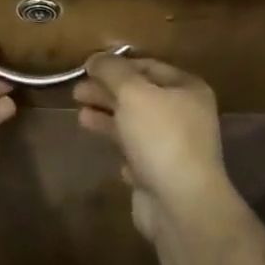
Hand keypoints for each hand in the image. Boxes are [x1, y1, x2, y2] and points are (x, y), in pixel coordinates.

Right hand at [74, 53, 234, 239]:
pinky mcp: (162, 174)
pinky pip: (136, 152)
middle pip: (139, 95)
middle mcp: (185, 115)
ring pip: (134, 124)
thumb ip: (111, 70)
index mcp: (187, 89)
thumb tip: (95, 59)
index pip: (148, 66)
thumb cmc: (160, 137)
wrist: (181, 205)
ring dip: (107, 117)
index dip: (117, 65)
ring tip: (80, 115)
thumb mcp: (132, 92)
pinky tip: (103, 145)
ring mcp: (174, 146)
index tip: (87, 68)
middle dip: (107, 91)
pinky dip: (119, 146)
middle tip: (76, 92)